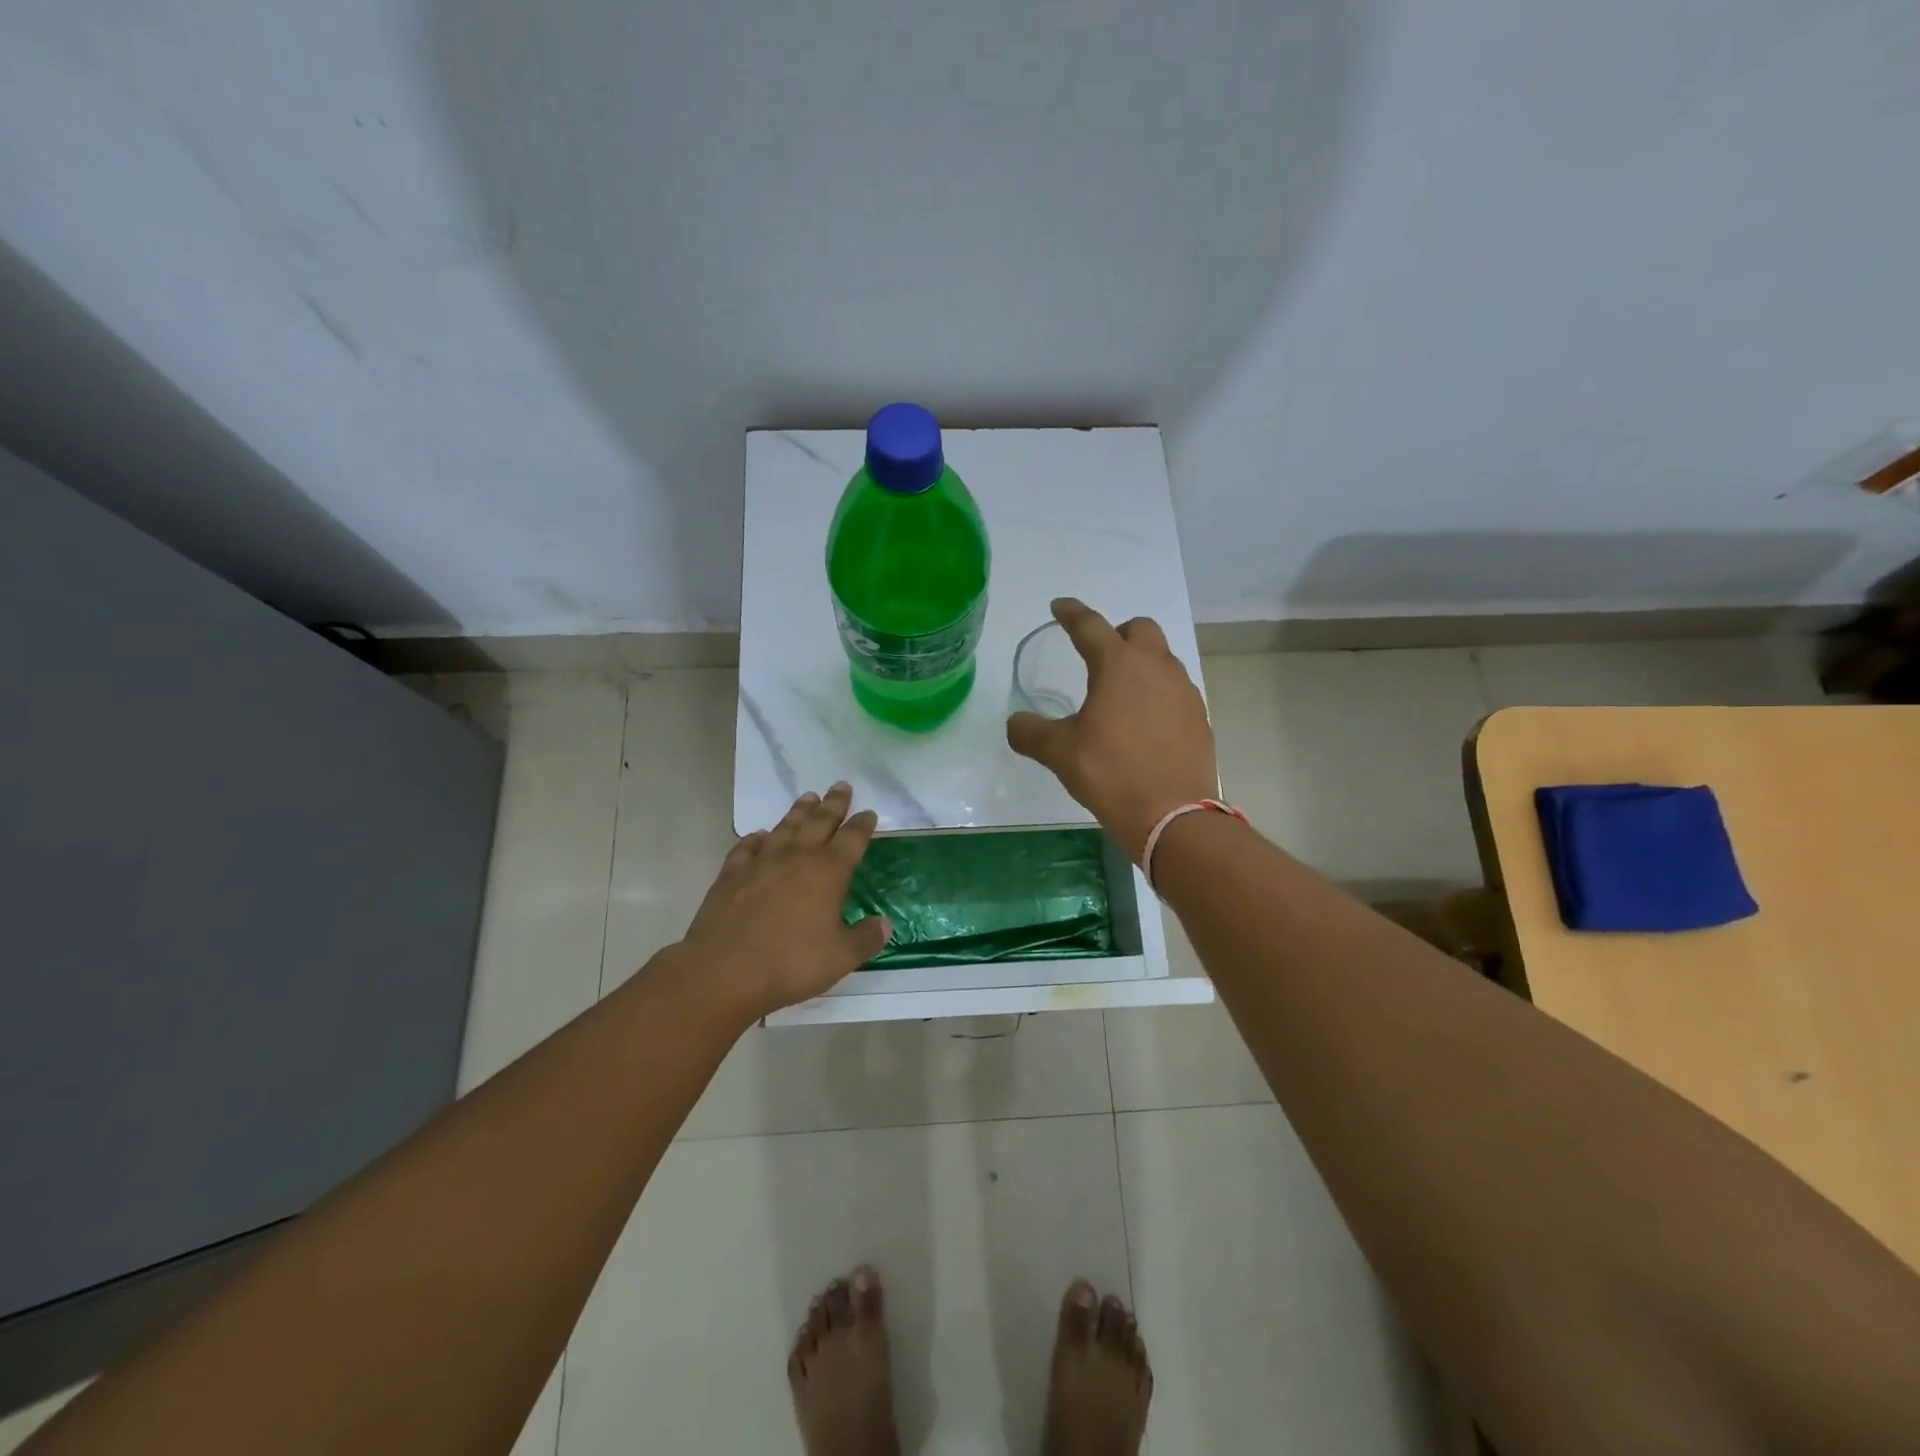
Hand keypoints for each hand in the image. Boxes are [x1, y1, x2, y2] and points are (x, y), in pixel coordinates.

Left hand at [678, 783, 891, 1020]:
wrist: (724, 970)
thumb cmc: (790, 963)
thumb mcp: (840, 957)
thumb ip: (865, 939)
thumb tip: (884, 924)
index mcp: (828, 871)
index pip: (852, 839)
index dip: (862, 825)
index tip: (869, 812)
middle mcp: (796, 857)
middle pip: (819, 822)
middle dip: (833, 804)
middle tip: (841, 786)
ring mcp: (761, 862)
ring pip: (784, 827)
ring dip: (798, 811)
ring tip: (808, 797)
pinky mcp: (731, 875)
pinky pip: (746, 847)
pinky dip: (756, 838)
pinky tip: (759, 836)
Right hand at [1007, 598, 1218, 858]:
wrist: (1173, 815)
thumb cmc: (1111, 773)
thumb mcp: (1060, 753)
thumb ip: (1031, 732)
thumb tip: (1015, 724)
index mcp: (1118, 665)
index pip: (1090, 626)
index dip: (1071, 613)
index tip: (1059, 606)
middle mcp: (1156, 668)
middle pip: (1140, 629)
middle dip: (1117, 633)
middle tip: (1098, 656)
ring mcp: (1184, 692)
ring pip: (1162, 659)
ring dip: (1141, 664)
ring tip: (1120, 695)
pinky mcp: (1199, 718)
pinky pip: (1176, 690)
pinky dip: (1157, 694)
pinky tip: (1144, 723)